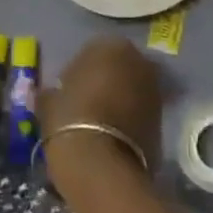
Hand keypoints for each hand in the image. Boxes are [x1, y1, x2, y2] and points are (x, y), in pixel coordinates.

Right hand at [38, 37, 163, 181]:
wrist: (102, 167)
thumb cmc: (70, 121)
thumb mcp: (49, 102)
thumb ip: (54, 91)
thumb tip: (54, 93)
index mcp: (109, 45)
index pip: (91, 51)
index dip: (79, 71)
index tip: (68, 90)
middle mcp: (138, 60)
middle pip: (118, 68)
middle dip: (105, 82)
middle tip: (86, 104)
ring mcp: (155, 89)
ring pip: (132, 89)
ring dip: (119, 100)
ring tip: (99, 123)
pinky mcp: (163, 119)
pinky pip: (140, 112)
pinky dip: (130, 119)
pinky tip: (113, 137)